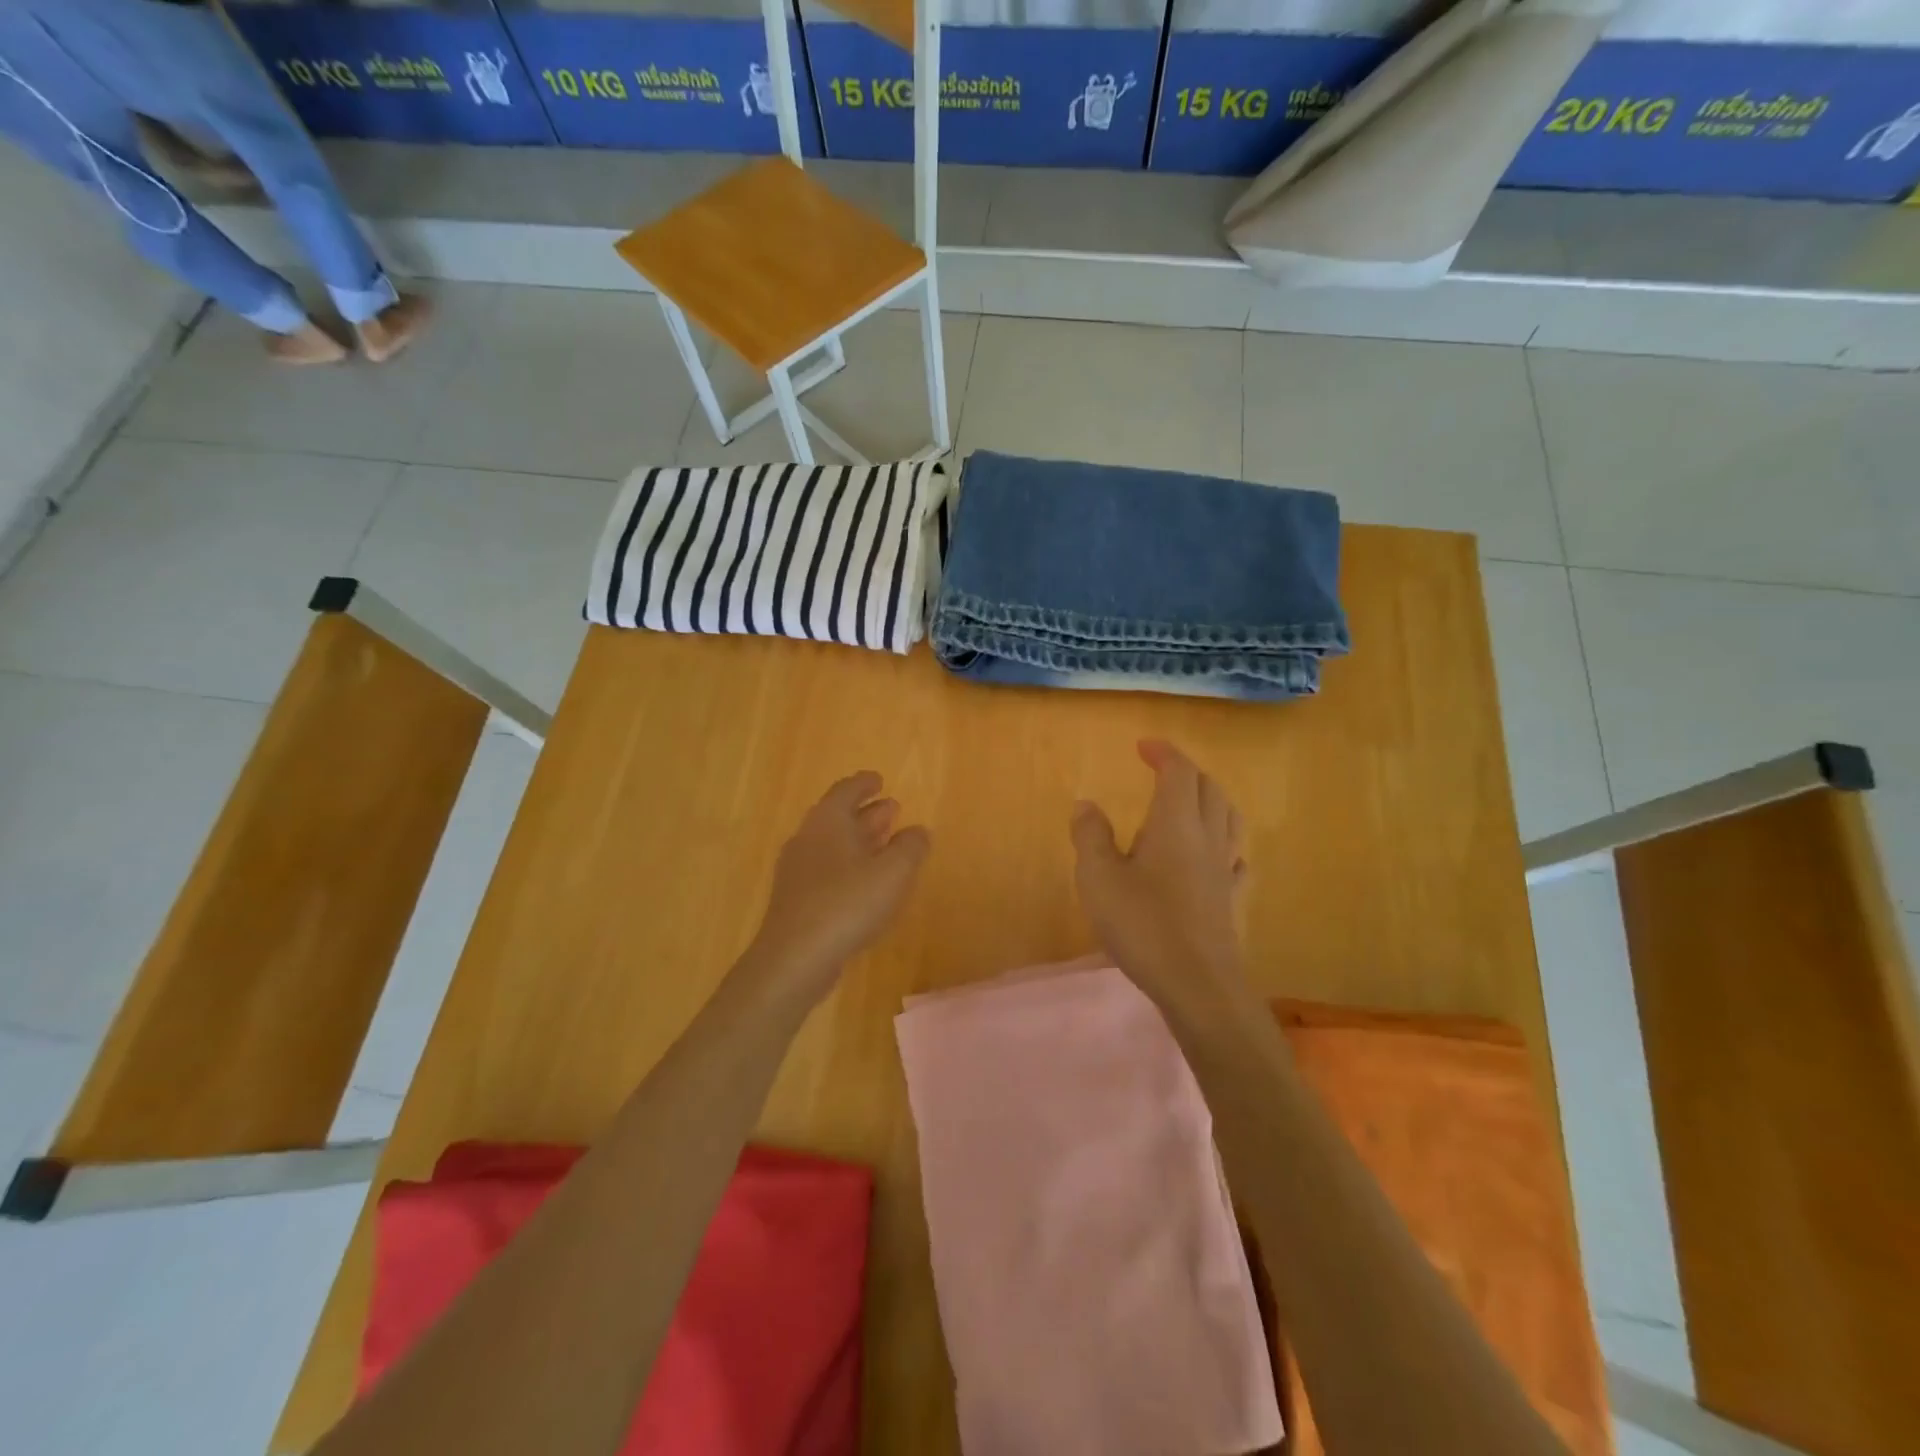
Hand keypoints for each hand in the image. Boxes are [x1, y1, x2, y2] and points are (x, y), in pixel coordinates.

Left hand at [738, 771, 930, 1009]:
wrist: (794, 958)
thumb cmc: (847, 904)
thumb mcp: (892, 873)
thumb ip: (910, 847)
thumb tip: (919, 831)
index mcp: (827, 821)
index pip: (846, 790)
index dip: (865, 784)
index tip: (879, 780)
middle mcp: (808, 838)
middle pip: (838, 816)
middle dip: (867, 812)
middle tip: (892, 809)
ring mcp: (798, 870)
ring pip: (833, 844)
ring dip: (860, 839)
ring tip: (886, 842)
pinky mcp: (796, 899)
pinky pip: (827, 869)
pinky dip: (850, 865)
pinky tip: (866, 883)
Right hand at [1070, 741, 1253, 1023]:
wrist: (1198, 983)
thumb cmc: (1143, 924)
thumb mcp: (1099, 877)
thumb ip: (1090, 836)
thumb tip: (1086, 804)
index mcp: (1175, 823)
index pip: (1178, 772)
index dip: (1163, 753)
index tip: (1144, 746)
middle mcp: (1207, 837)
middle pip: (1209, 788)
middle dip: (1186, 771)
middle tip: (1162, 769)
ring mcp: (1225, 869)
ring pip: (1229, 818)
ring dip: (1211, 798)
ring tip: (1192, 801)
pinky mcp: (1232, 899)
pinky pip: (1236, 857)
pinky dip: (1225, 841)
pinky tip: (1218, 855)